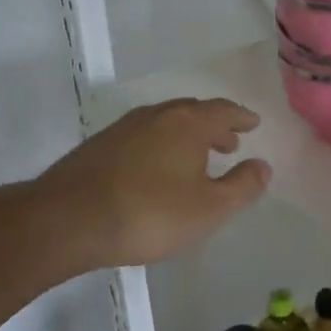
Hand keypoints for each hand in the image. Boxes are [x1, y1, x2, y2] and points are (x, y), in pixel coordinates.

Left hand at [33, 98, 268, 272]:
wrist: (68, 220)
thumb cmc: (150, 214)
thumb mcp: (209, 209)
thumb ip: (242, 186)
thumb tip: (263, 166)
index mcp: (187, 123)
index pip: (223, 110)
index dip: (240, 117)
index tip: (252, 124)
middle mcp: (156, 115)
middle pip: (192, 112)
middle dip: (214, 126)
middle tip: (229, 143)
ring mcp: (123, 128)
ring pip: (165, 124)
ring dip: (186, 136)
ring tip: (196, 158)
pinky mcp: (99, 146)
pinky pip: (143, 137)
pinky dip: (161, 145)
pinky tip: (157, 170)